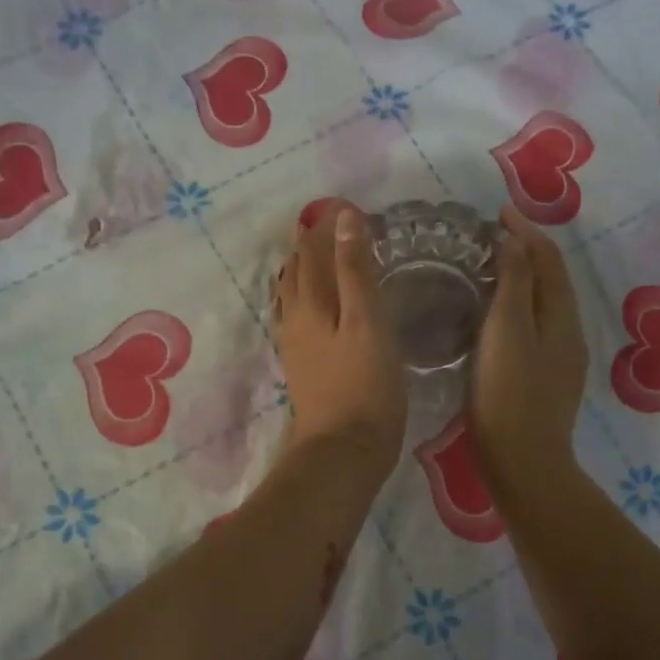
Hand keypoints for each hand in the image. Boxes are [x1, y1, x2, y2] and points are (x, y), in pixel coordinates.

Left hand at [272, 201, 406, 482]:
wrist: (343, 451)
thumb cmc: (364, 385)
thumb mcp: (367, 322)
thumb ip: (355, 270)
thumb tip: (344, 218)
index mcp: (310, 302)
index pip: (312, 251)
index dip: (326, 227)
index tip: (345, 208)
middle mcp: (295, 318)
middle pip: (297, 271)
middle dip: (311, 245)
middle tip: (333, 226)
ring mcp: (295, 345)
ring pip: (293, 295)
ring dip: (305, 270)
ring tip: (319, 255)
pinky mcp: (303, 367)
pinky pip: (298, 318)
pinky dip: (306, 299)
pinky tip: (314, 306)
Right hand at [471, 207, 588, 495]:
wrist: (523, 462)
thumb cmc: (508, 394)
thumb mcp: (507, 332)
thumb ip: (514, 283)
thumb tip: (516, 241)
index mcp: (562, 317)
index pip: (550, 260)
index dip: (527, 232)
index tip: (498, 213)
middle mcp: (570, 332)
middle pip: (553, 280)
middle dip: (528, 251)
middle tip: (493, 236)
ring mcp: (561, 358)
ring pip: (545, 304)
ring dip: (524, 278)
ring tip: (492, 267)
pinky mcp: (547, 379)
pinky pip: (537, 326)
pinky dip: (520, 306)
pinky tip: (497, 316)